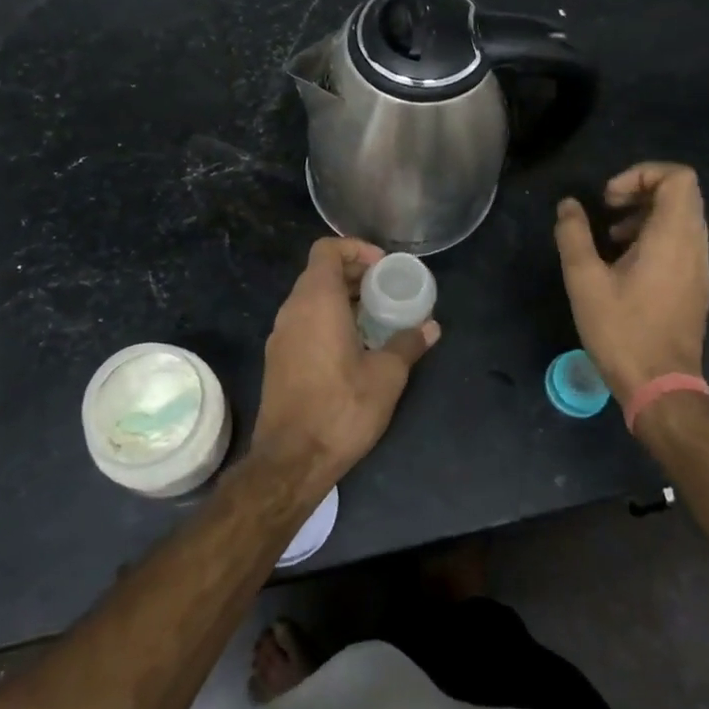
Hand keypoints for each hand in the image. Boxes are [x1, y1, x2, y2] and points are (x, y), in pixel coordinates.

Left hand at [251, 238, 440, 497]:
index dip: (356, 249)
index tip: (383, 267)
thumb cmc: (341, 408)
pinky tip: (353, 346)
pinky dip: (327, 319)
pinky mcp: (278, 358)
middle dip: (354, 275)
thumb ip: (408, 344)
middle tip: (386, 291)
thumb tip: (431, 326)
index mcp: (316, 301)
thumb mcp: (386, 376)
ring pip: (310, 298)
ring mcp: (280, 334)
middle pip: (320, 272)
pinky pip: (303, 321)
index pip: (327, 250)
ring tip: (375, 318)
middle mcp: (292, 309)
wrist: (291, 460)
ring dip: (341, 299)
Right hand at [553, 162, 708, 405]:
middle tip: (608, 209)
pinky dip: (654, 237)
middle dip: (641, 190)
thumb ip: (574, 235)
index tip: (610, 198)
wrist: (661, 386)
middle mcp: (694, 245)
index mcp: (673, 237)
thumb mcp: (584, 280)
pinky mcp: (695, 285)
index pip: (678, 177)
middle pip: (681, 193)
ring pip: (681, 218)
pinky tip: (623, 264)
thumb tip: (569, 206)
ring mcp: (699, 267)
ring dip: (645, 215)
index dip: (642, 173)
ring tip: (610, 238)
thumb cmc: (622, 330)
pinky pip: (681, 242)